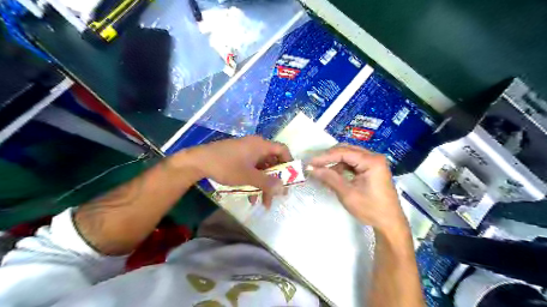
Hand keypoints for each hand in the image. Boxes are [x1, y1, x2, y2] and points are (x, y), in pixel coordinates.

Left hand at [177, 136, 291, 205]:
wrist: (199, 161)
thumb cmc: (226, 166)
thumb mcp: (248, 177)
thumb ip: (267, 183)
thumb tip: (283, 188)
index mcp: (261, 145)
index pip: (282, 150)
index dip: (289, 163)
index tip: (290, 178)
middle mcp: (256, 146)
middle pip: (272, 162)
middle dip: (275, 181)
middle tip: (276, 196)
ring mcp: (246, 151)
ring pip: (262, 168)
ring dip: (264, 184)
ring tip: (263, 202)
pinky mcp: (238, 157)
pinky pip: (252, 168)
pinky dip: (254, 181)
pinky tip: (250, 196)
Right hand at [309, 145, 407, 233]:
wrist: (389, 223)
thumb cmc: (370, 209)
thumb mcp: (347, 194)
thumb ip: (329, 178)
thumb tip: (311, 168)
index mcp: (371, 161)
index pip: (343, 153)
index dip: (325, 157)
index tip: (310, 162)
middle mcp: (374, 157)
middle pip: (346, 150)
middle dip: (329, 157)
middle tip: (314, 164)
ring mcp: (374, 162)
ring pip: (349, 156)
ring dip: (334, 162)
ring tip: (321, 170)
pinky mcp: (372, 169)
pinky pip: (353, 163)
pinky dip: (342, 167)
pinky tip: (332, 174)